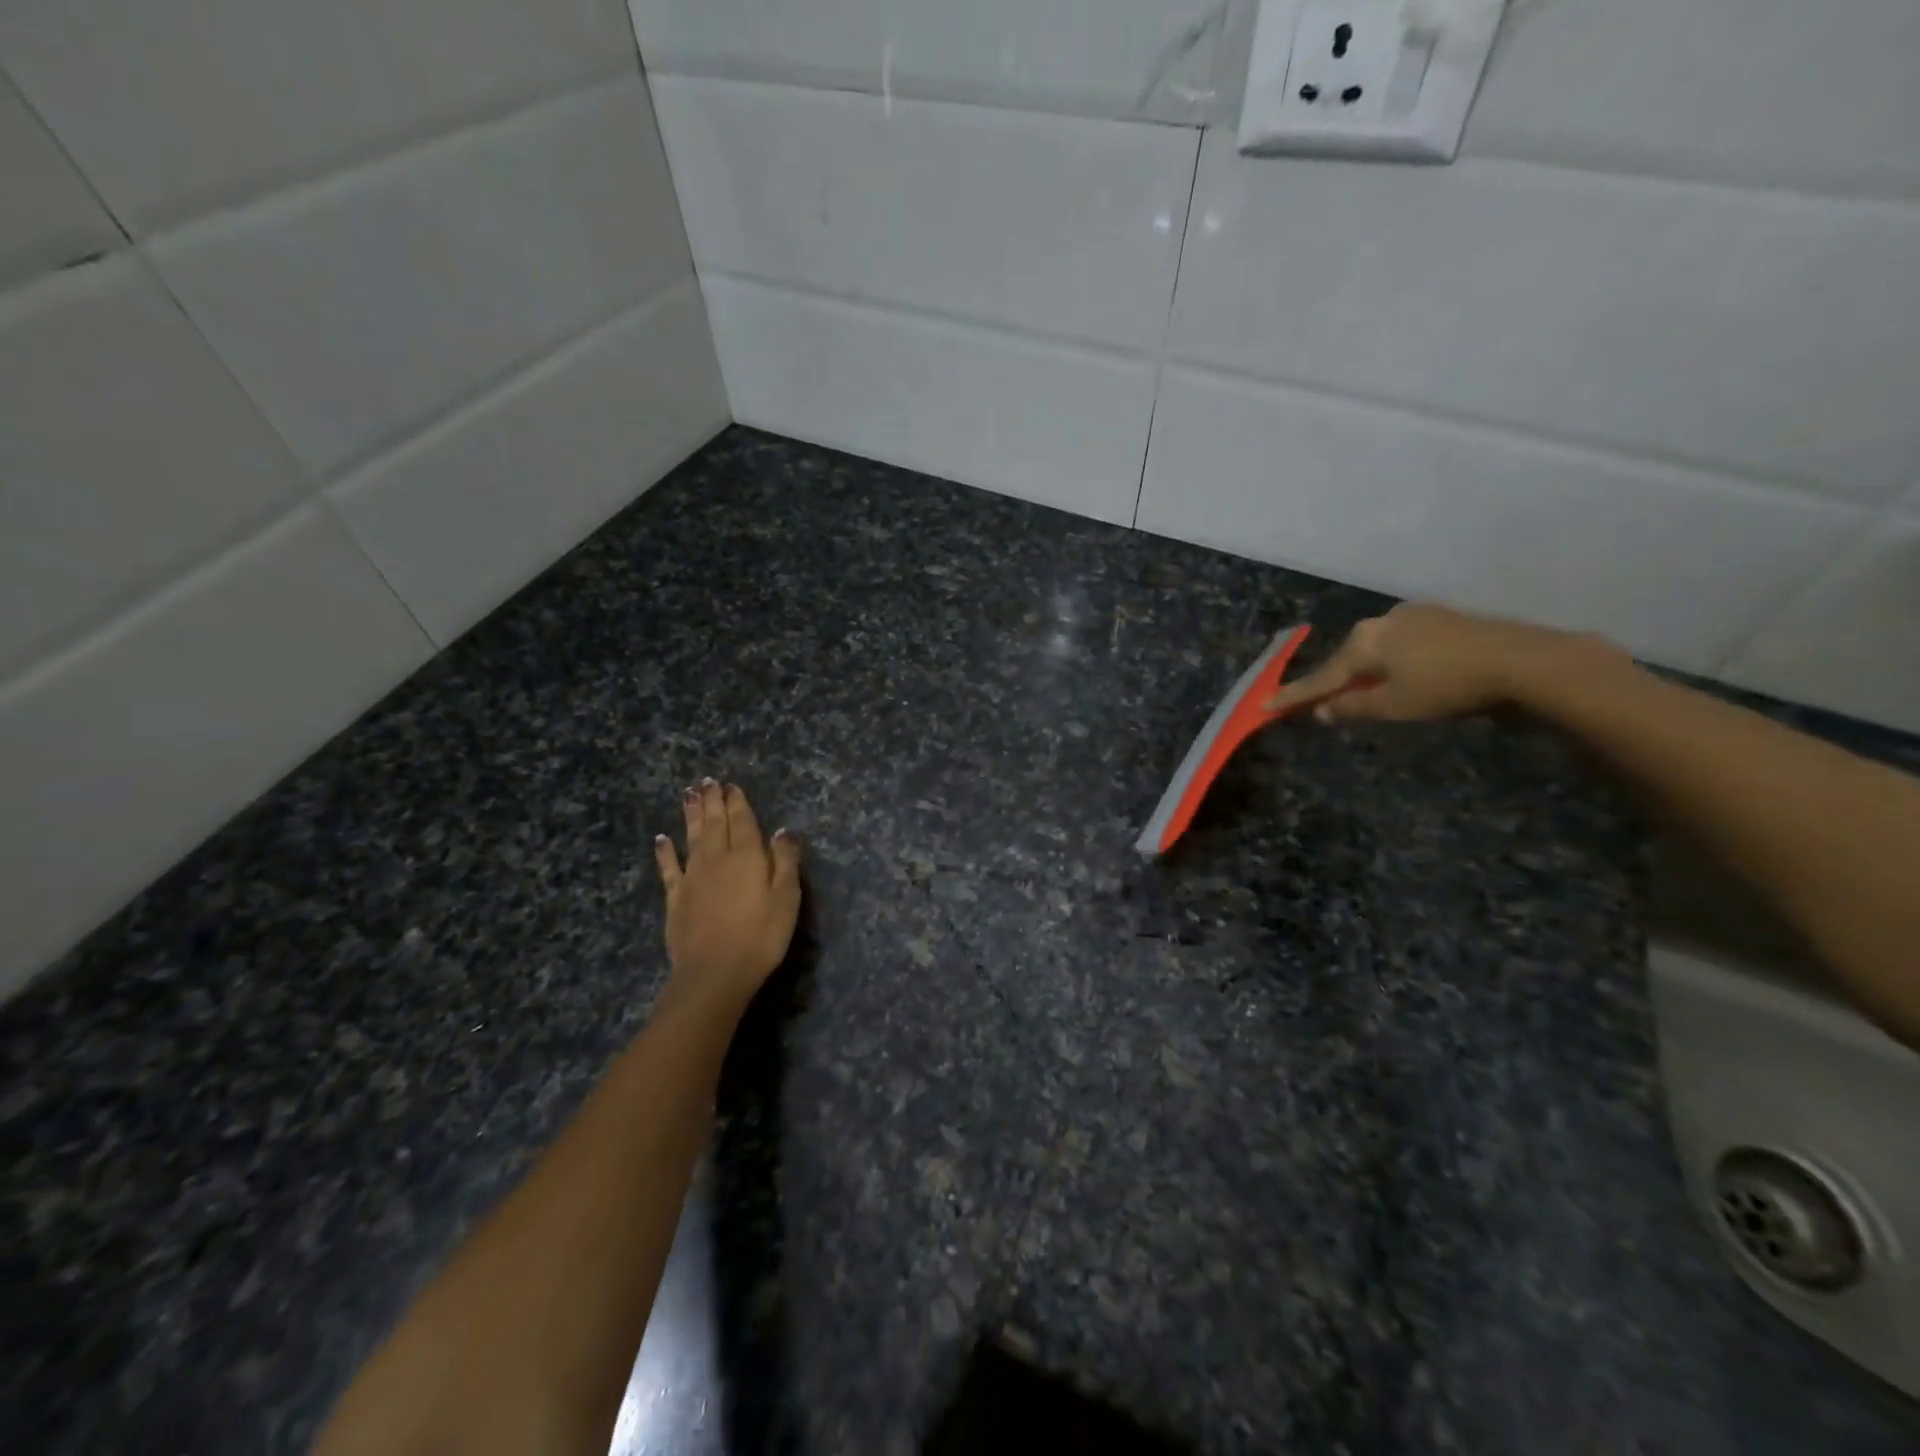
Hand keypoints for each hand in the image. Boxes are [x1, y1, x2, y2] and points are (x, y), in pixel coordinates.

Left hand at [653, 779, 802, 1012]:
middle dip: (712, 800)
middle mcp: (717, 858)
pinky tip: (661, 839)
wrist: (715, 972)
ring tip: (688, 794)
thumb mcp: (787, 897)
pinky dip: (665, 851)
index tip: (731, 785)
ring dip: (691, 815)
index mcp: (747, 856)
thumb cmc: (761, 935)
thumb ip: (786, 861)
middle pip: (715, 823)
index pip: (743, 820)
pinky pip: (669, 867)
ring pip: (692, 837)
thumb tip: (784, 830)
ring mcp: (693, 877)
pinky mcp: (676, 898)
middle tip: (707, 780)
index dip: (737, 801)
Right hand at [1265, 603, 1622, 722]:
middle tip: (1324, 704)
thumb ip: (1353, 706)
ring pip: (1375, 649)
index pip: (1321, 676)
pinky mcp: (1440, 617)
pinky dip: (1392, 662)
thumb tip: (1324, 710)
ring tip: (1368, 692)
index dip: (1295, 695)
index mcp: (1363, 642)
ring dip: (1366, 671)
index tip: (1266, 704)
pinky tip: (1405, 674)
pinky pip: (1400, 643)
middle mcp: (1380, 622)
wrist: (1520, 659)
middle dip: (1336, 681)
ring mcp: (1412, 615)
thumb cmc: (1446, 686)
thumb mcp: (1394, 705)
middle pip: (1347, 658)